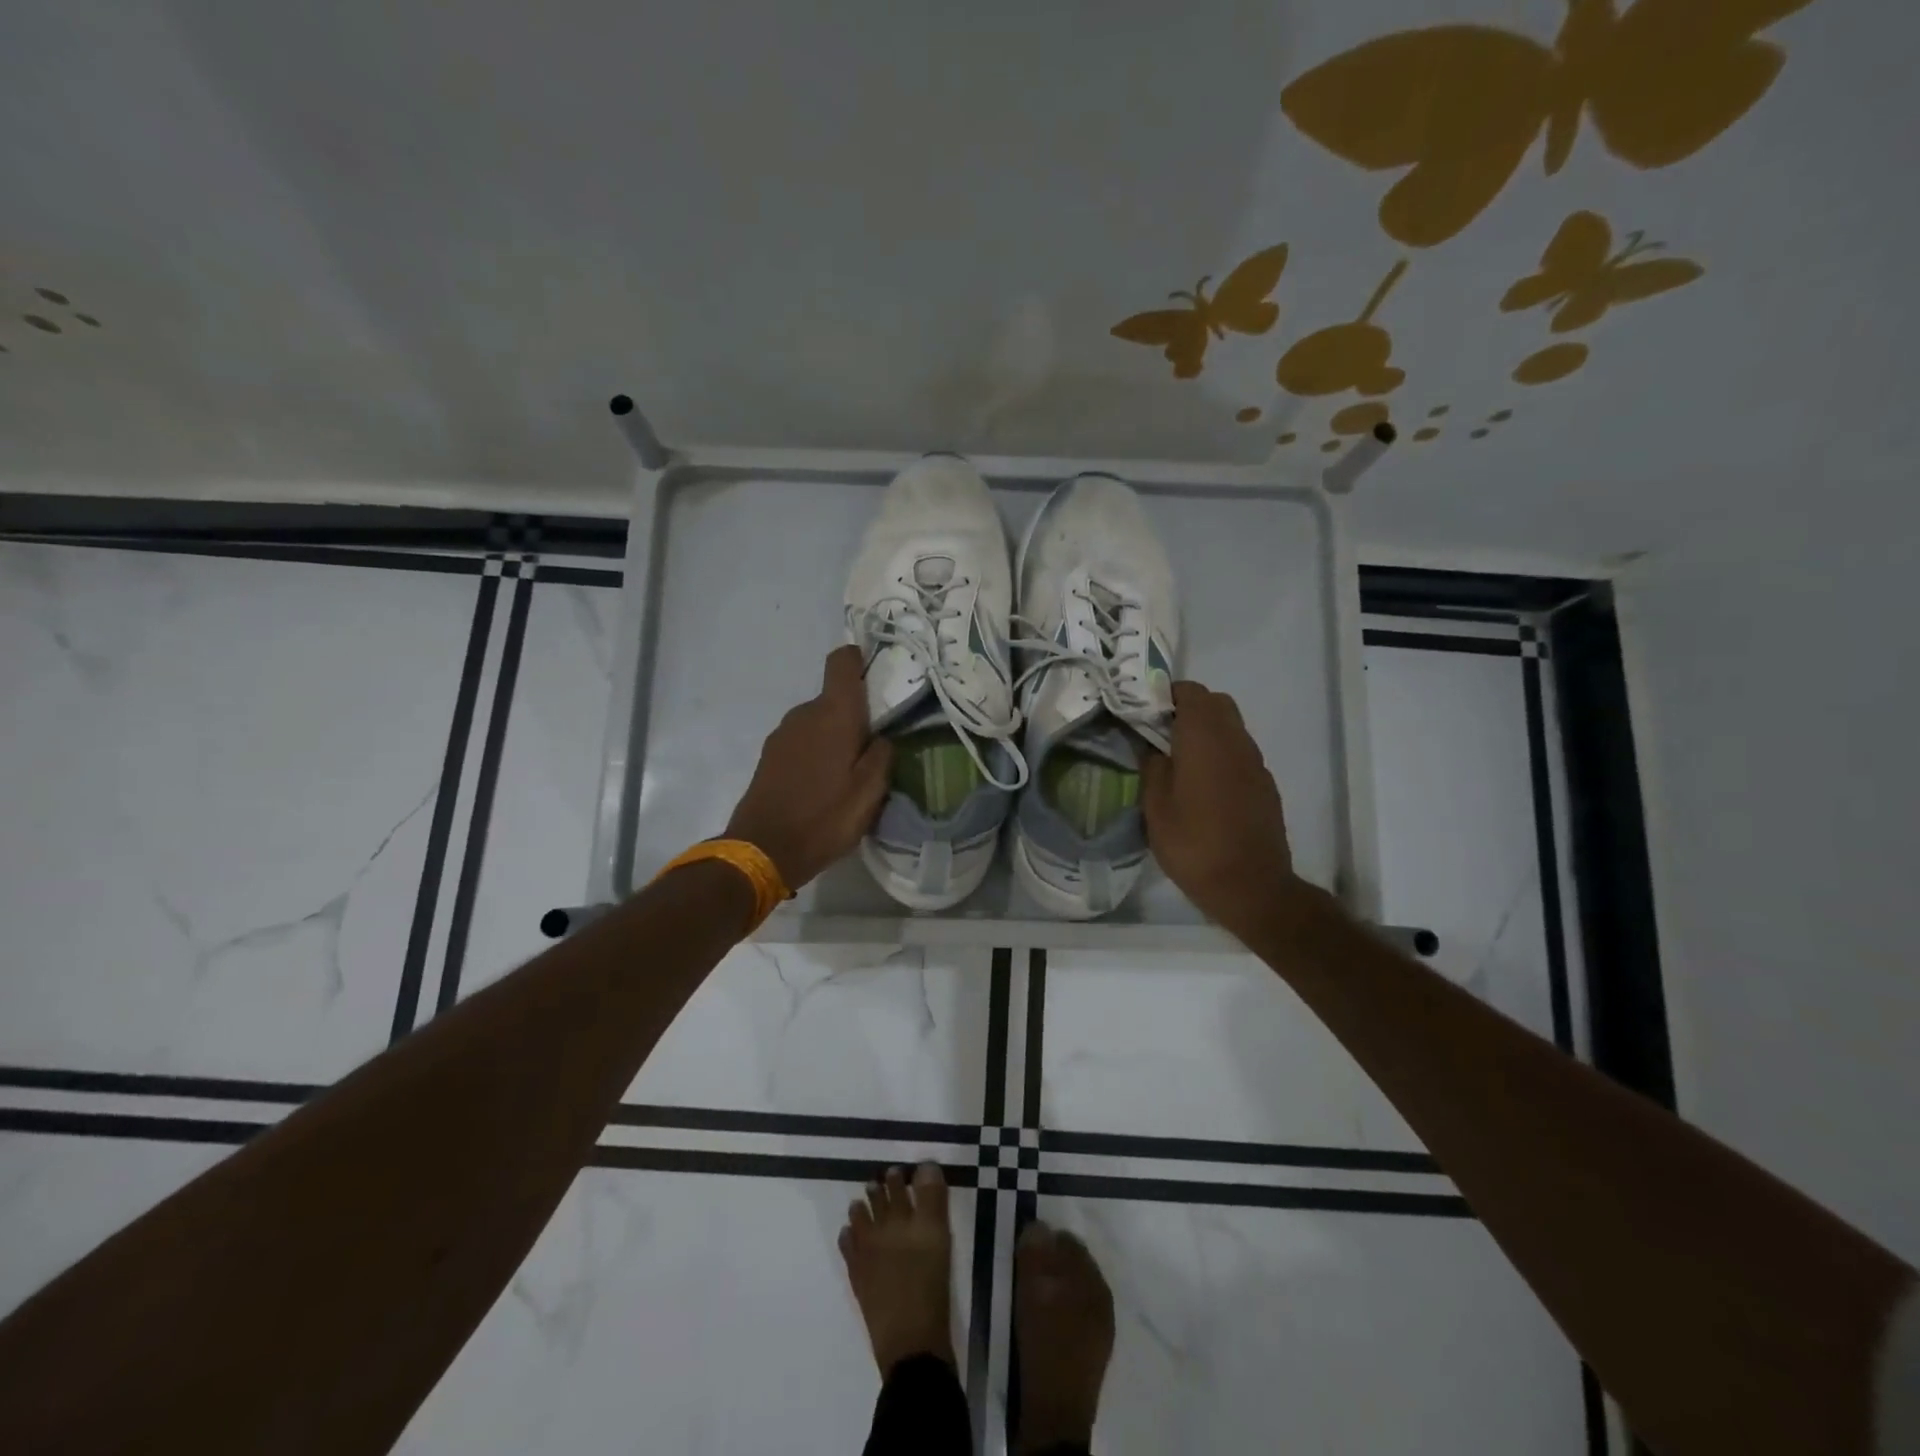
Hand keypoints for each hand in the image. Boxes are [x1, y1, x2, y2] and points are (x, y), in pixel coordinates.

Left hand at [725, 646, 892, 889]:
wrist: (763, 850)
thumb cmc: (824, 818)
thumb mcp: (870, 792)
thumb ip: (883, 755)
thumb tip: (882, 737)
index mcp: (833, 714)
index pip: (842, 661)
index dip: (860, 659)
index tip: (878, 674)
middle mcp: (804, 713)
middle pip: (834, 697)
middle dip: (855, 715)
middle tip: (874, 747)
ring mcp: (782, 734)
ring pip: (818, 722)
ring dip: (835, 737)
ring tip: (850, 772)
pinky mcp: (770, 755)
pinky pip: (802, 741)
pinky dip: (817, 752)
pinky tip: (824, 784)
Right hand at [1141, 681, 1306, 939]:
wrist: (1251, 887)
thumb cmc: (1194, 845)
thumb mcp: (1155, 808)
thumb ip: (1152, 768)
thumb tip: (1151, 749)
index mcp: (1205, 739)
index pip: (1191, 693)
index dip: (1167, 695)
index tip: (1145, 713)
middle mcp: (1235, 742)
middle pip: (1216, 704)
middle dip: (1188, 709)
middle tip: (1160, 734)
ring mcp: (1255, 763)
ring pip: (1231, 727)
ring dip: (1206, 732)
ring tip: (1178, 761)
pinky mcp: (1265, 784)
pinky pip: (1240, 753)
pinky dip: (1221, 754)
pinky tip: (1203, 786)